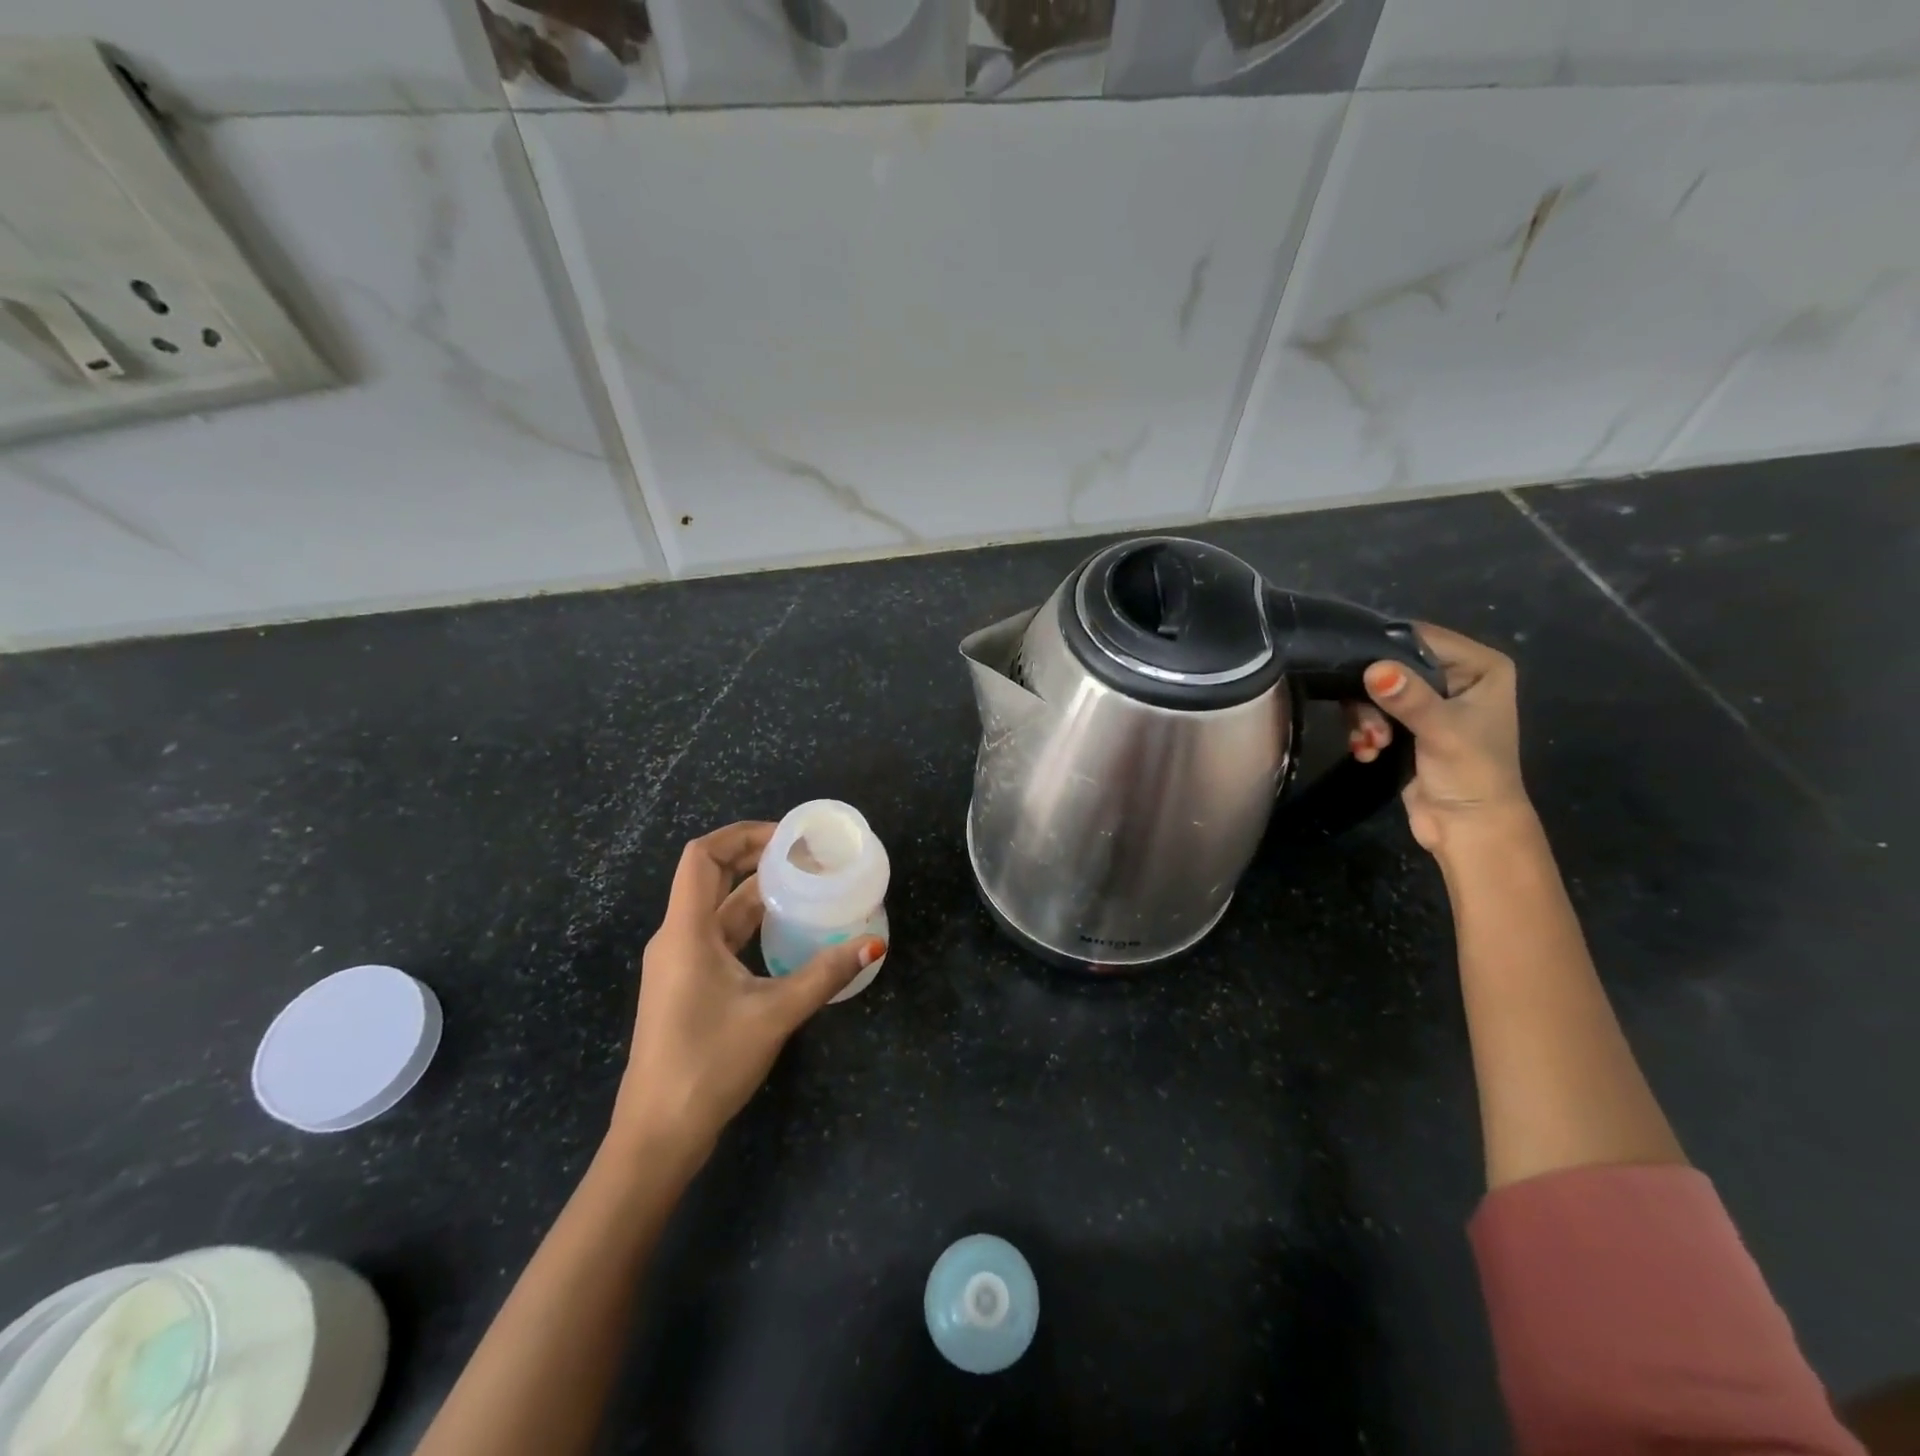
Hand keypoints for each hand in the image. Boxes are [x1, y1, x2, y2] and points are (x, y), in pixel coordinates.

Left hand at [610, 822, 884, 1164]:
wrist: (656, 1135)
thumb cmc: (708, 1064)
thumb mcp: (774, 1014)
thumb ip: (823, 975)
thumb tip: (872, 944)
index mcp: (685, 932)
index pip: (702, 856)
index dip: (741, 834)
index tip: (787, 838)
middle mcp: (676, 938)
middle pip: (711, 877)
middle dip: (756, 858)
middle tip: (806, 856)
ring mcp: (678, 963)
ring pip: (718, 909)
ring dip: (756, 892)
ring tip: (804, 885)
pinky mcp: (686, 986)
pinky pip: (719, 937)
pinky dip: (750, 924)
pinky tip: (785, 932)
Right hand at [1344, 624, 1530, 855]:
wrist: (1467, 829)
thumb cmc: (1471, 775)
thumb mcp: (1442, 732)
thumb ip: (1409, 699)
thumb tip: (1375, 670)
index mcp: (1479, 667)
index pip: (1421, 638)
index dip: (1385, 650)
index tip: (1356, 672)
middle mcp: (1456, 677)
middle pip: (1392, 664)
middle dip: (1371, 695)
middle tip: (1368, 725)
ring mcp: (1430, 702)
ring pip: (1376, 691)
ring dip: (1365, 719)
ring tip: (1371, 744)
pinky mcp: (1408, 726)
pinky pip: (1372, 713)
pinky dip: (1365, 732)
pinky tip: (1368, 752)